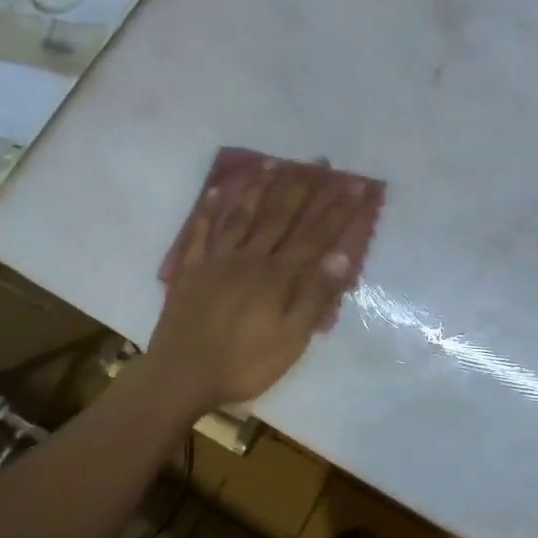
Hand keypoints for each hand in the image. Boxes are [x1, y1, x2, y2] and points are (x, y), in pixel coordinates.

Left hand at [146, 166, 371, 412]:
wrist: (182, 376)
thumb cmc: (244, 364)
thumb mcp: (291, 340)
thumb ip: (315, 297)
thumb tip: (341, 256)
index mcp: (277, 277)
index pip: (314, 236)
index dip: (337, 210)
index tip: (355, 185)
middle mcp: (249, 258)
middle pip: (280, 217)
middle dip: (302, 188)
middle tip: (318, 162)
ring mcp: (216, 261)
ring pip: (241, 216)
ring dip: (259, 188)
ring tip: (273, 163)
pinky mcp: (191, 270)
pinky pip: (200, 232)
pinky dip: (209, 210)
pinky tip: (217, 191)